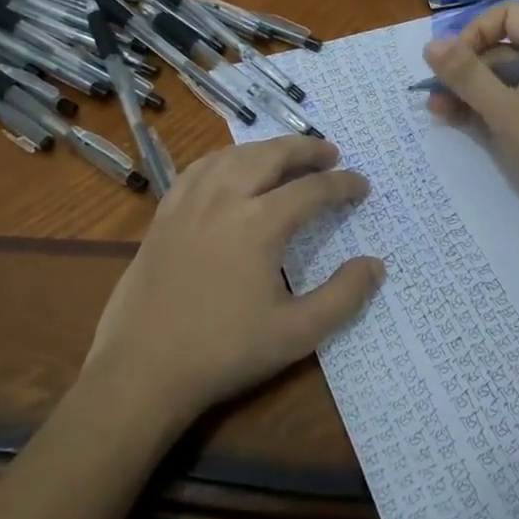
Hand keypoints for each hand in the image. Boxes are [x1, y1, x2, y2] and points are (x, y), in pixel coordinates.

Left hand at [85, 136, 383, 424]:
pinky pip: (200, 168)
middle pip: (272, 155)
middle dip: (306, 149)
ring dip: (267, 148)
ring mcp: (190, 202)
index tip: (362, 185)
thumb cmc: (224, 352)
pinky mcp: (165, 213)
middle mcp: (225, 198)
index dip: (342, 184)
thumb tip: (375, 265)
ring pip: (234, 155)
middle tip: (330, 153)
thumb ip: (342, 297)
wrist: (143, 369)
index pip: (312, 189)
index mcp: (260, 223)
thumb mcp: (296, 334)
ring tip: (287, 155)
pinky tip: (231, 168)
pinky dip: (226, 158)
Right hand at [424, 3, 518, 244]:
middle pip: (499, 50)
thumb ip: (467, 76)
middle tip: (433, 96)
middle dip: (463, 69)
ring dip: (466, 93)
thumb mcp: (506, 111)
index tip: (450, 63)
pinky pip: (506, 106)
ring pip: (498, 81)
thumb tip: (430, 43)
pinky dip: (481, 111)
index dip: (474, 33)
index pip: (507, 17)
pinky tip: (456, 123)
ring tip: (437, 113)